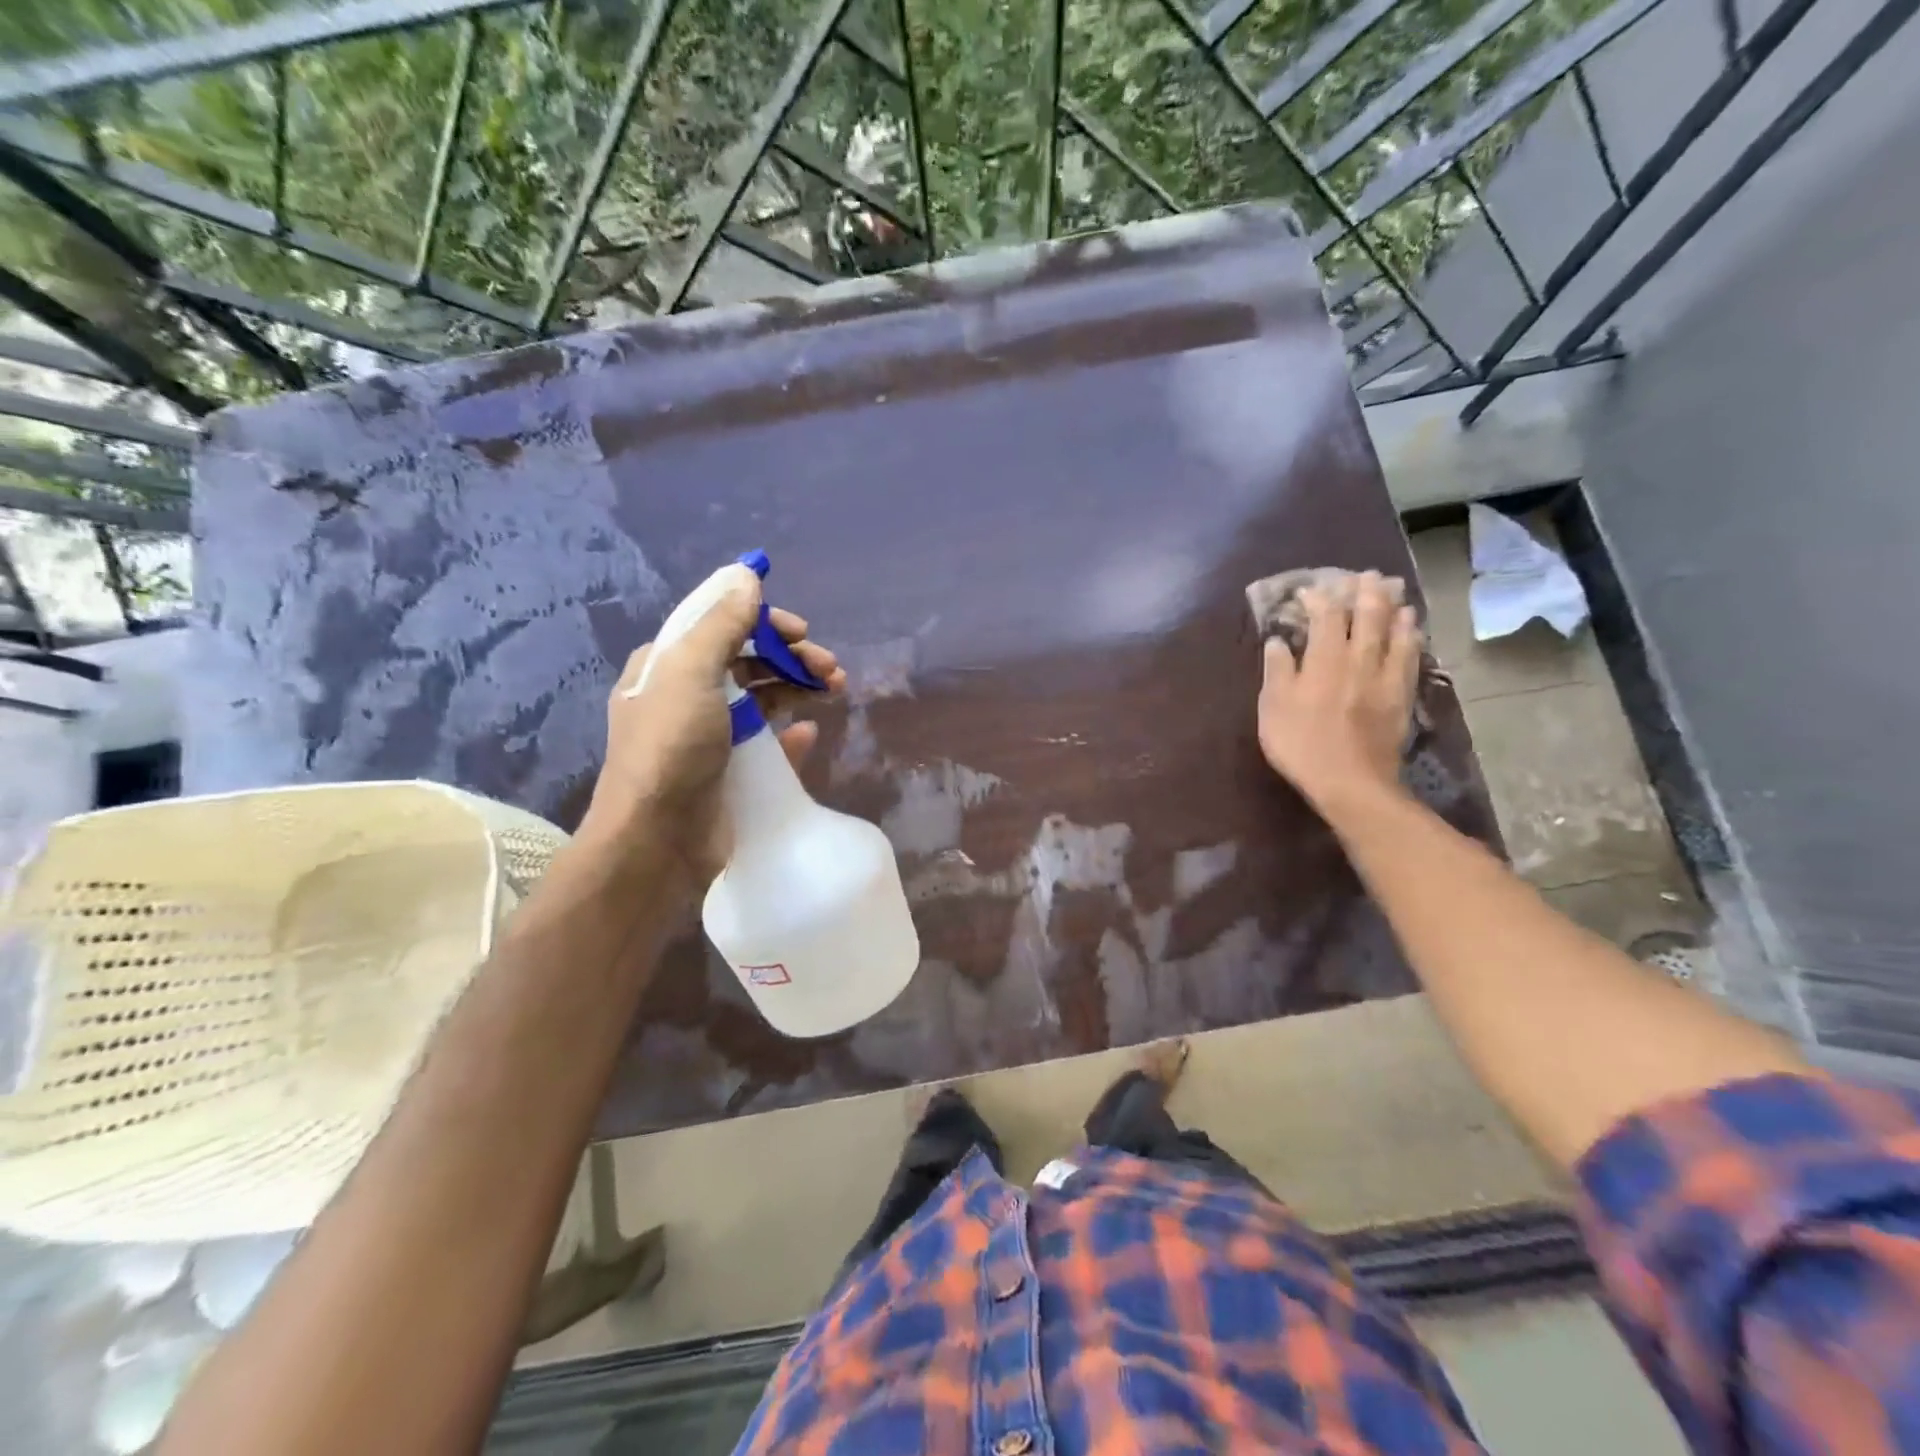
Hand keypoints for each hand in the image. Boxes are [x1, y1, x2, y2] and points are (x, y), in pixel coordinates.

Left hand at [578, 564, 844, 896]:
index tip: (800, 631)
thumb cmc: (671, 749)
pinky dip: (791, 732)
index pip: (719, 626)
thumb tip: (747, 575)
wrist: (658, 841)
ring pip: (762, 699)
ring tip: (835, 689)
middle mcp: (686, 697)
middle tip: (829, 667)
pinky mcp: (730, 772)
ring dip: (798, 688)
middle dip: (790, 658)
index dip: (762, 622)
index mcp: (668, 667)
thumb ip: (721, 624)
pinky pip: (768, 743)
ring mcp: (709, 738)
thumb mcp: (690, 674)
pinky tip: (809, 732)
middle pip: (747, 662)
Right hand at [1257, 571, 1421, 817]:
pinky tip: (1413, 631)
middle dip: (1367, 592)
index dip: (1319, 598)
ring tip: (1396, 593)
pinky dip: (1412, 638)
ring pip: (1395, 633)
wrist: (1351, 782)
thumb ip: (1277, 670)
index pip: (1326, 616)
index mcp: (1324, 659)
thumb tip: (1277, 640)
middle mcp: (1359, 659)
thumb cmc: (1301, 744)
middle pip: (1368, 616)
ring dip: (1395, 609)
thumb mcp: (1274, 708)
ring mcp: (1385, 677)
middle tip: (1367, 575)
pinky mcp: (1402, 696)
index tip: (1310, 590)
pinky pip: (1411, 658)